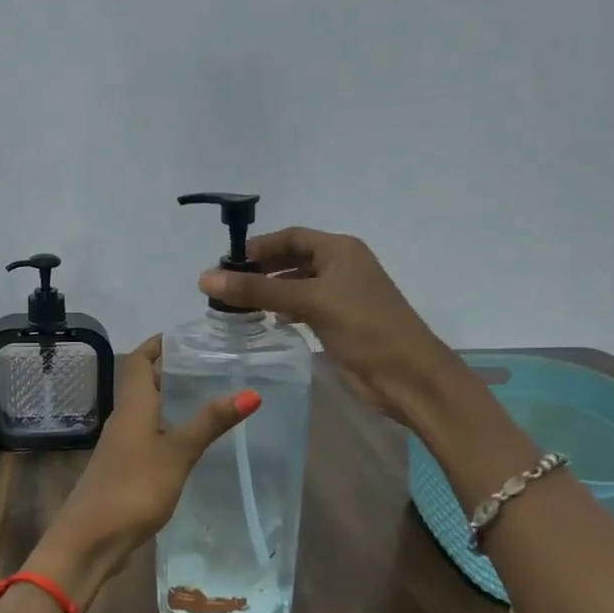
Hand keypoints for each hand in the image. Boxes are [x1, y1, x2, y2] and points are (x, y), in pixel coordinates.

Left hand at [30, 335, 258, 607]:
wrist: (90, 540)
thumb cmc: (133, 489)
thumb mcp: (177, 453)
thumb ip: (210, 423)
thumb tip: (251, 391)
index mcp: (132, 407)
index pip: (137, 360)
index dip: (157, 344)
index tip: (188, 336)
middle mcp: (123, 420)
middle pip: (142, 383)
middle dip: (170, 369)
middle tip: (210, 364)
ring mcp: (122, 446)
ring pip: (146, 411)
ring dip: (170, 399)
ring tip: (208, 396)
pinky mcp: (125, 470)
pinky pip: (148, 436)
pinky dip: (168, 427)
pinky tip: (190, 440)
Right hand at [199, 226, 461, 426]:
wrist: (408, 375)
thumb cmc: (364, 327)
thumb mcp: (310, 302)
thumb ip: (258, 291)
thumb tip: (205, 278)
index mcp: (340, 250)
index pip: (290, 237)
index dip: (258, 247)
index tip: (224, 263)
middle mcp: (341, 267)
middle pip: (292, 260)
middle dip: (260, 270)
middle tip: (224, 287)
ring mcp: (341, 296)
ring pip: (296, 285)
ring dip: (269, 292)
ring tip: (237, 306)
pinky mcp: (339, 323)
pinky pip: (304, 308)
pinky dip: (284, 310)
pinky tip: (268, 321)